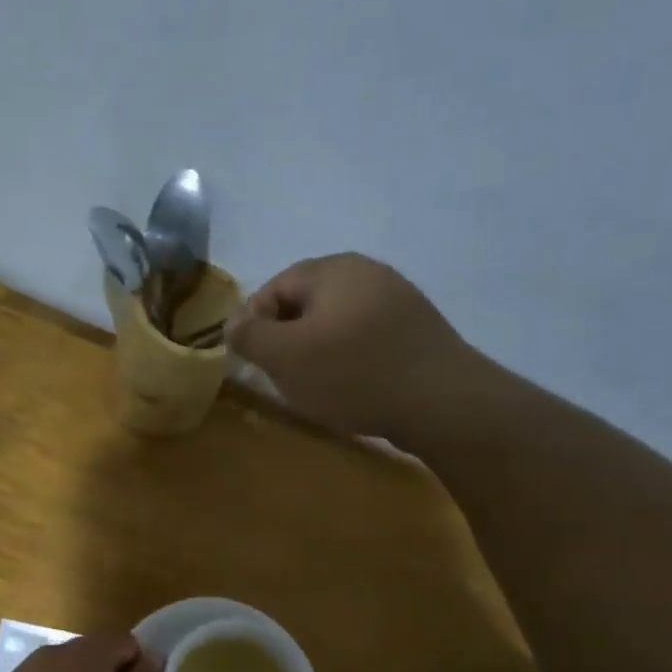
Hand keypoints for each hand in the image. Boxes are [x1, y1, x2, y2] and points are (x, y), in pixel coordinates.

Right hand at [227, 253, 480, 439]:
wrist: (440, 401)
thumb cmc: (352, 374)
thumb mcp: (285, 357)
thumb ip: (250, 336)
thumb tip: (232, 323)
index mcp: (333, 269)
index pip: (274, 287)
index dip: (253, 324)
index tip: (252, 361)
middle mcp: (367, 273)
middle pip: (307, 303)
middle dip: (286, 339)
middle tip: (280, 376)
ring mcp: (398, 300)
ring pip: (337, 323)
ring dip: (317, 352)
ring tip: (315, 387)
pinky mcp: (416, 330)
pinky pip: (366, 339)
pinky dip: (348, 360)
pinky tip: (351, 388)